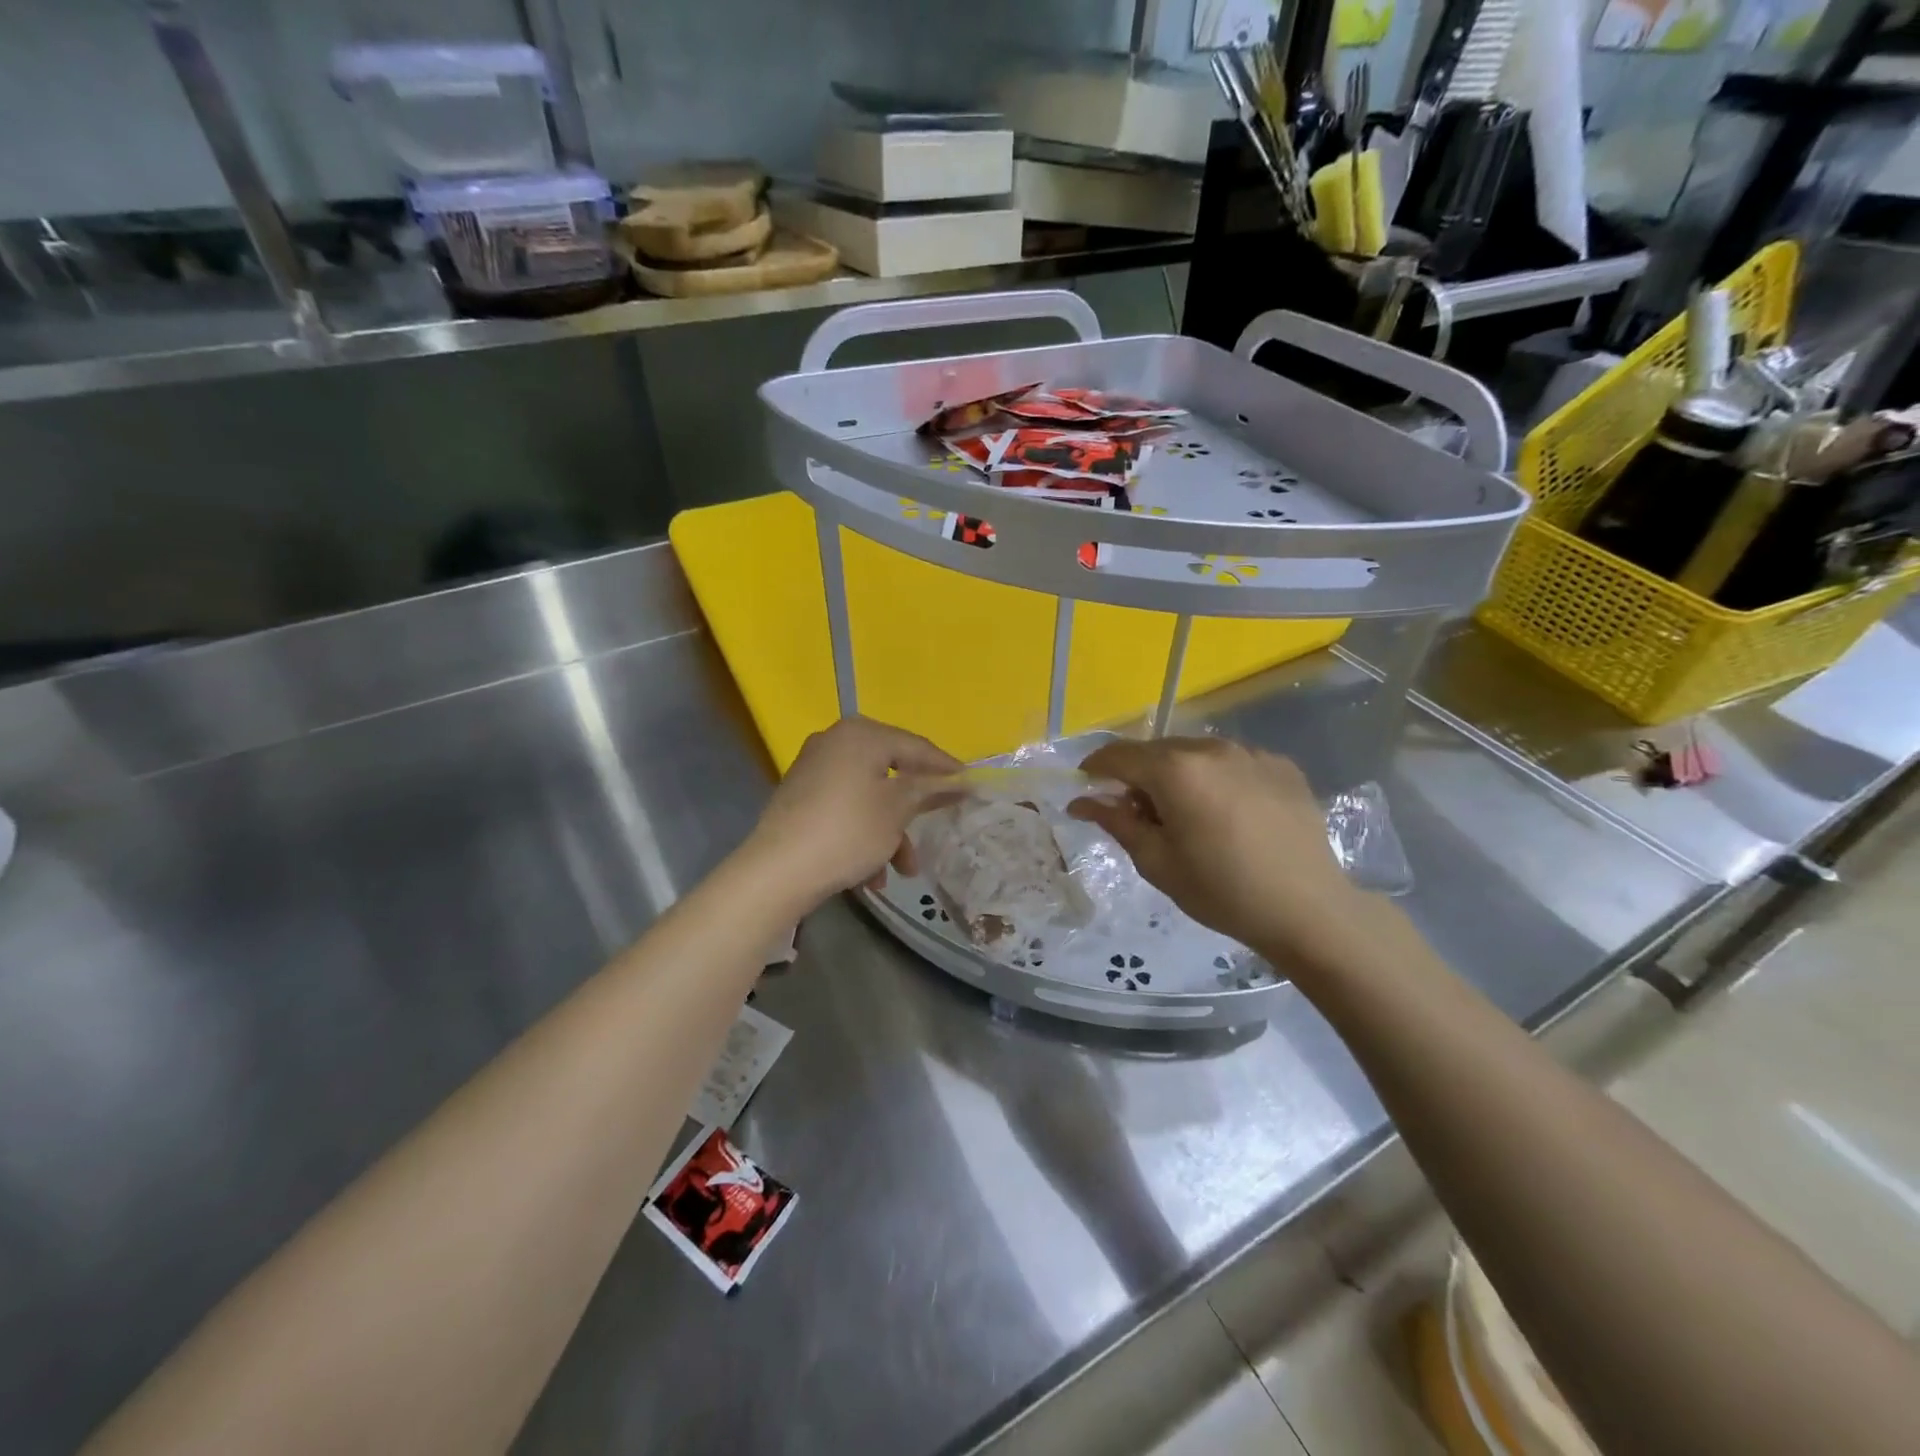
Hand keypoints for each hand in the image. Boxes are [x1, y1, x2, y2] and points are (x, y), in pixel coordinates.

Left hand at [741, 717, 961, 912]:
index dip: (946, 768)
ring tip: (902, 871)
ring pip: (869, 797)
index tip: (971, 787)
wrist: (776, 871)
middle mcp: (835, 742)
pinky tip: (870, 876)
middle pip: (891, 772)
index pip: (916, 746)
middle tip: (937, 826)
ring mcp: (814, 769)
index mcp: (861, 734)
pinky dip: (863, 835)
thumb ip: (930, 789)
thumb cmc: (847, 831)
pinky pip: (845, 809)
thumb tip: (960, 780)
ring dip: (890, 832)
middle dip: (913, 810)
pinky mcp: (800, 797)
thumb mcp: (897, 810)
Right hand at [1069, 736, 1367, 965]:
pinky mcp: (1281, 765)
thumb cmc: (1221, 891)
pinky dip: (1217, 779)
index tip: (1087, 785)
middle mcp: (1211, 748)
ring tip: (1188, 815)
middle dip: (1139, 775)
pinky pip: (1232, 762)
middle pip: (1157, 751)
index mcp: (1175, 770)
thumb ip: (1116, 822)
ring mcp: (1250, 753)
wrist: (1308, 909)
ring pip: (1196, 754)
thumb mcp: (1157, 862)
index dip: (1096, 767)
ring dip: (1179, 775)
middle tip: (1140, 814)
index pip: (1119, 755)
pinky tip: (1229, 814)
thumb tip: (1081, 801)